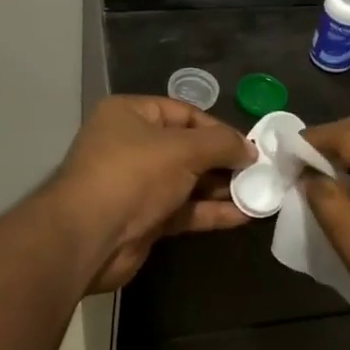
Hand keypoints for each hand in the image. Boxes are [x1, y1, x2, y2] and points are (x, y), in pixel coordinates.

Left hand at [51, 96, 255, 292]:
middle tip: (259, 171)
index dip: (218, 128)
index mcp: (131, 115)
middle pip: (188, 148)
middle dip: (224, 160)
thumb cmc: (134, 175)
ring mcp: (137, 185)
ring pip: (188, 182)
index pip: (184, 113)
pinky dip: (211, 211)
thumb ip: (221, 144)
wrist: (90, 237)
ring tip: (259, 193)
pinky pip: (184, 210)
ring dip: (222, 188)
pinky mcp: (145, 219)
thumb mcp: (183, 149)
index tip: (249, 145)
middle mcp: (132, 145)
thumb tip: (250, 149)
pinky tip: (243, 216)